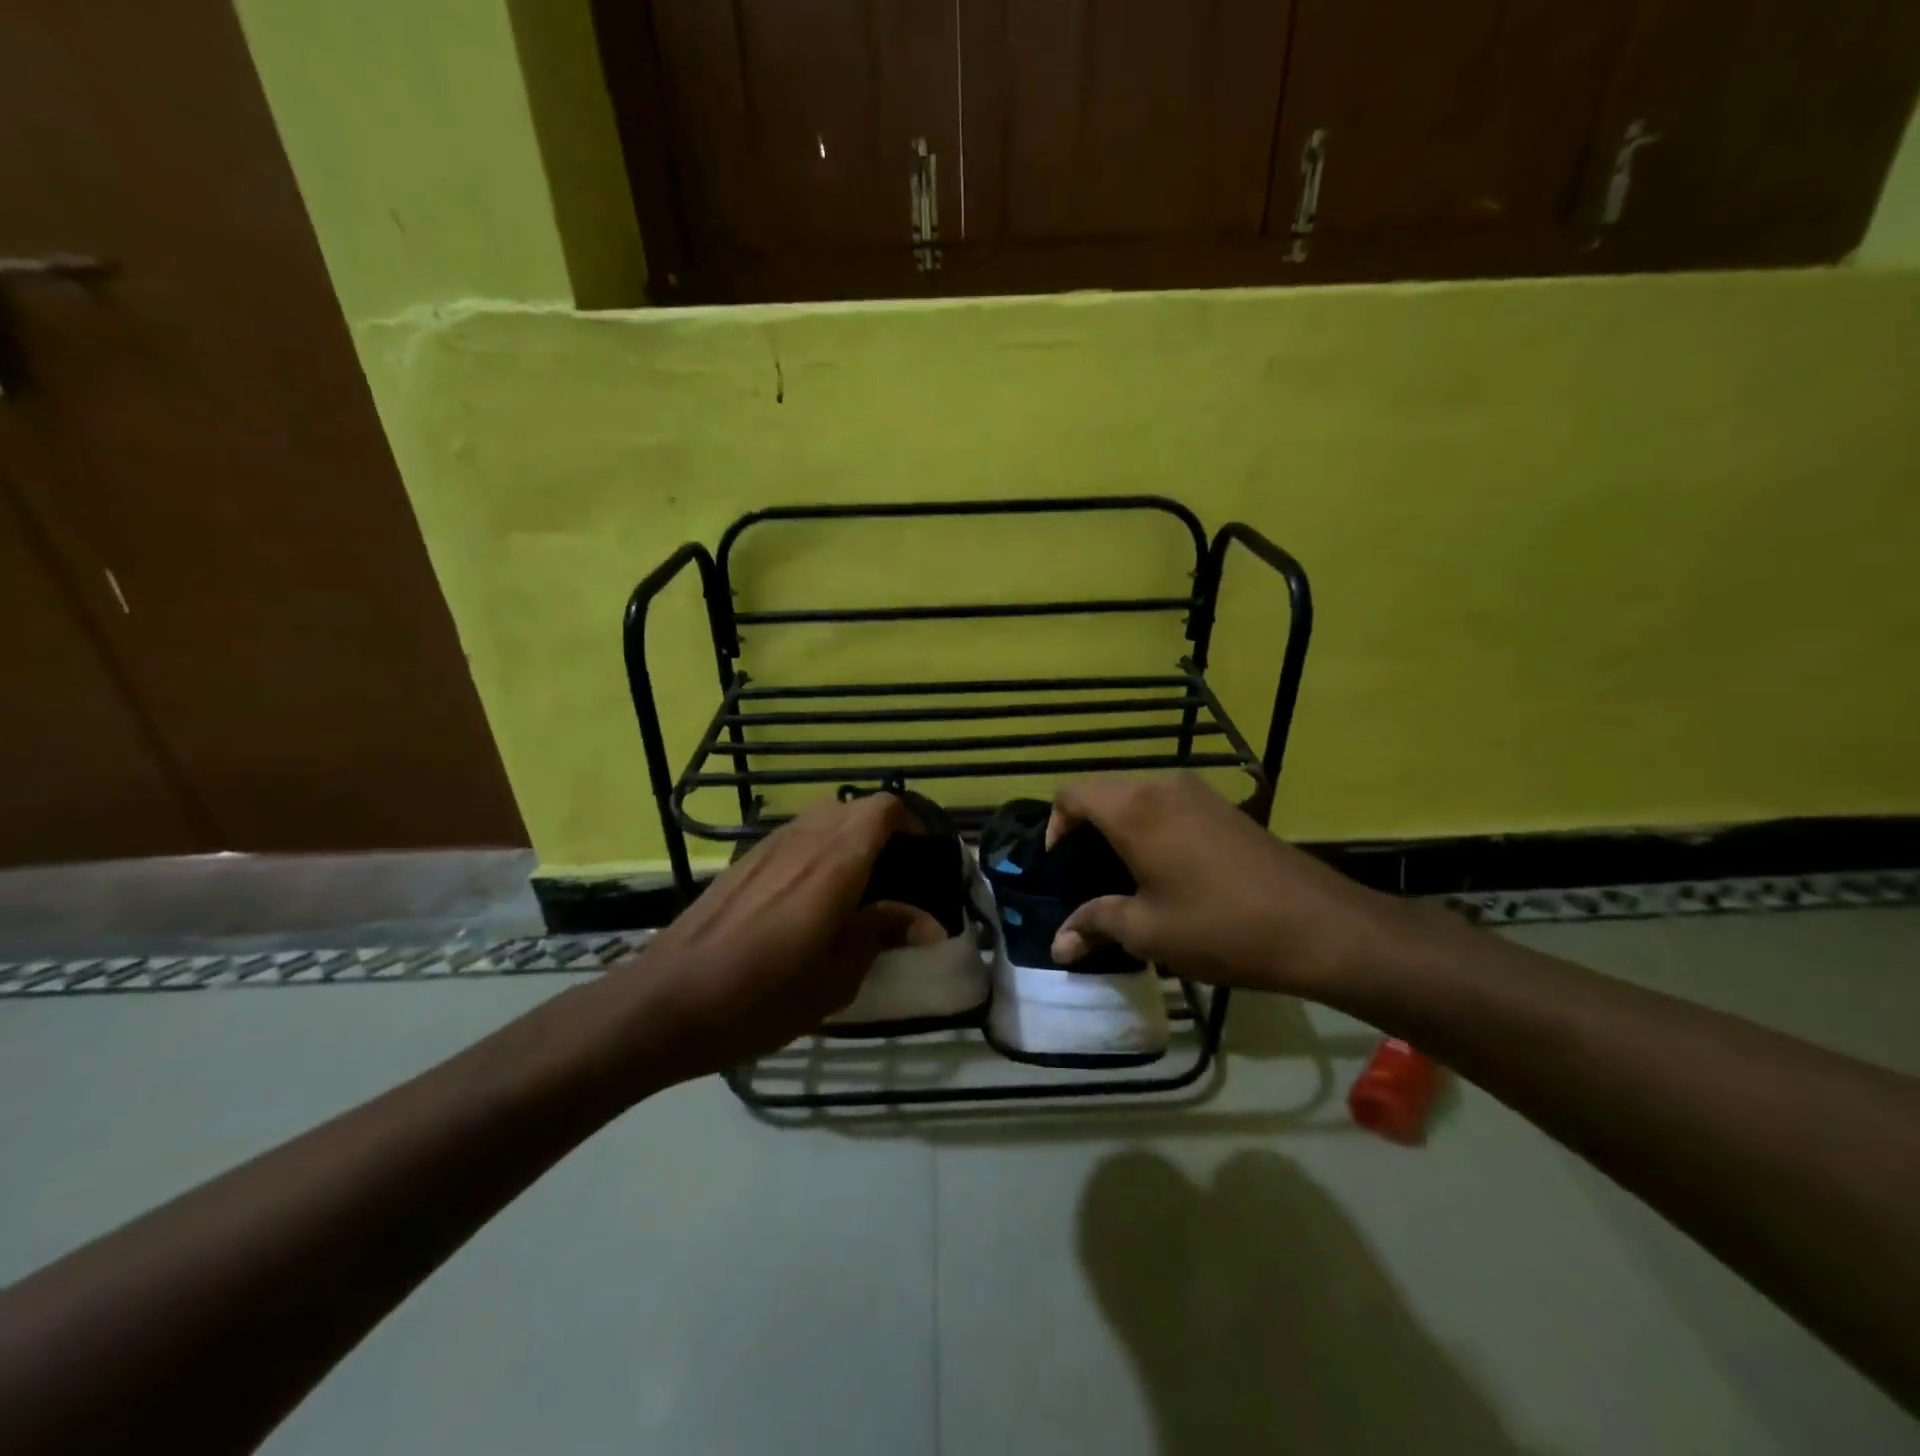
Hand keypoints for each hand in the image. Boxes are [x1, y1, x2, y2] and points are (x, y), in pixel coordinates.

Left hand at [596, 792, 930, 1090]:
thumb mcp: (835, 978)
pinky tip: (812, 897)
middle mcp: (802, 841)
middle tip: (897, 877)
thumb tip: (929, 922)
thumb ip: (882, 934)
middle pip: (855, 808)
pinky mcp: (742, 863)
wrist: (665, 1004)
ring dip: (850, 839)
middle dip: (884, 832)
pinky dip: (819, 849)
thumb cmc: (760, 999)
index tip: (925, 859)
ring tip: (858, 887)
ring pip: (823, 818)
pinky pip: (795, 837)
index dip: (912, 822)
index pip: (883, 809)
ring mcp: (767, 848)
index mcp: (834, 865)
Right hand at [1046, 775, 1422, 999]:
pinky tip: (1164, 871)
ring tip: (1120, 875)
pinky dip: (1151, 827)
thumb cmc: (1220, 926)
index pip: (1073, 793)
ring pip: (1139, 796)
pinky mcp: (1225, 808)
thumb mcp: (1148, 931)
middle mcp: (1163, 787)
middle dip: (1085, 827)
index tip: (1057, 865)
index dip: (1054, 824)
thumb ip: (1095, 925)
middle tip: (1082, 874)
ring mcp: (1199, 793)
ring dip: (1120, 826)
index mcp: (1135, 809)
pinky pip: (1169, 805)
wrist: (1318, 925)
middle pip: (1105, 791)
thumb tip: (1058, 945)